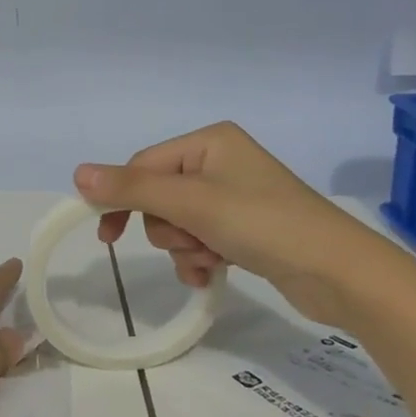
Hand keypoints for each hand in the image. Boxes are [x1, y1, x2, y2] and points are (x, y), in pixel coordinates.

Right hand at [74, 121, 389, 328]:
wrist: (338, 272)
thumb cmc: (263, 223)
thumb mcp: (191, 203)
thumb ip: (132, 189)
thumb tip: (77, 173)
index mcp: (209, 141)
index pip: (145, 166)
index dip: (123, 200)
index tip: (107, 237)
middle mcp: (220, 162)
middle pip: (160, 197)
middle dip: (168, 228)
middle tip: (190, 242)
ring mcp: (234, 196)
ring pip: (177, 223)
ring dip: (184, 248)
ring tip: (210, 261)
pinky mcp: (245, 228)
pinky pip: (200, 239)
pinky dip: (199, 259)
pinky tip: (213, 274)